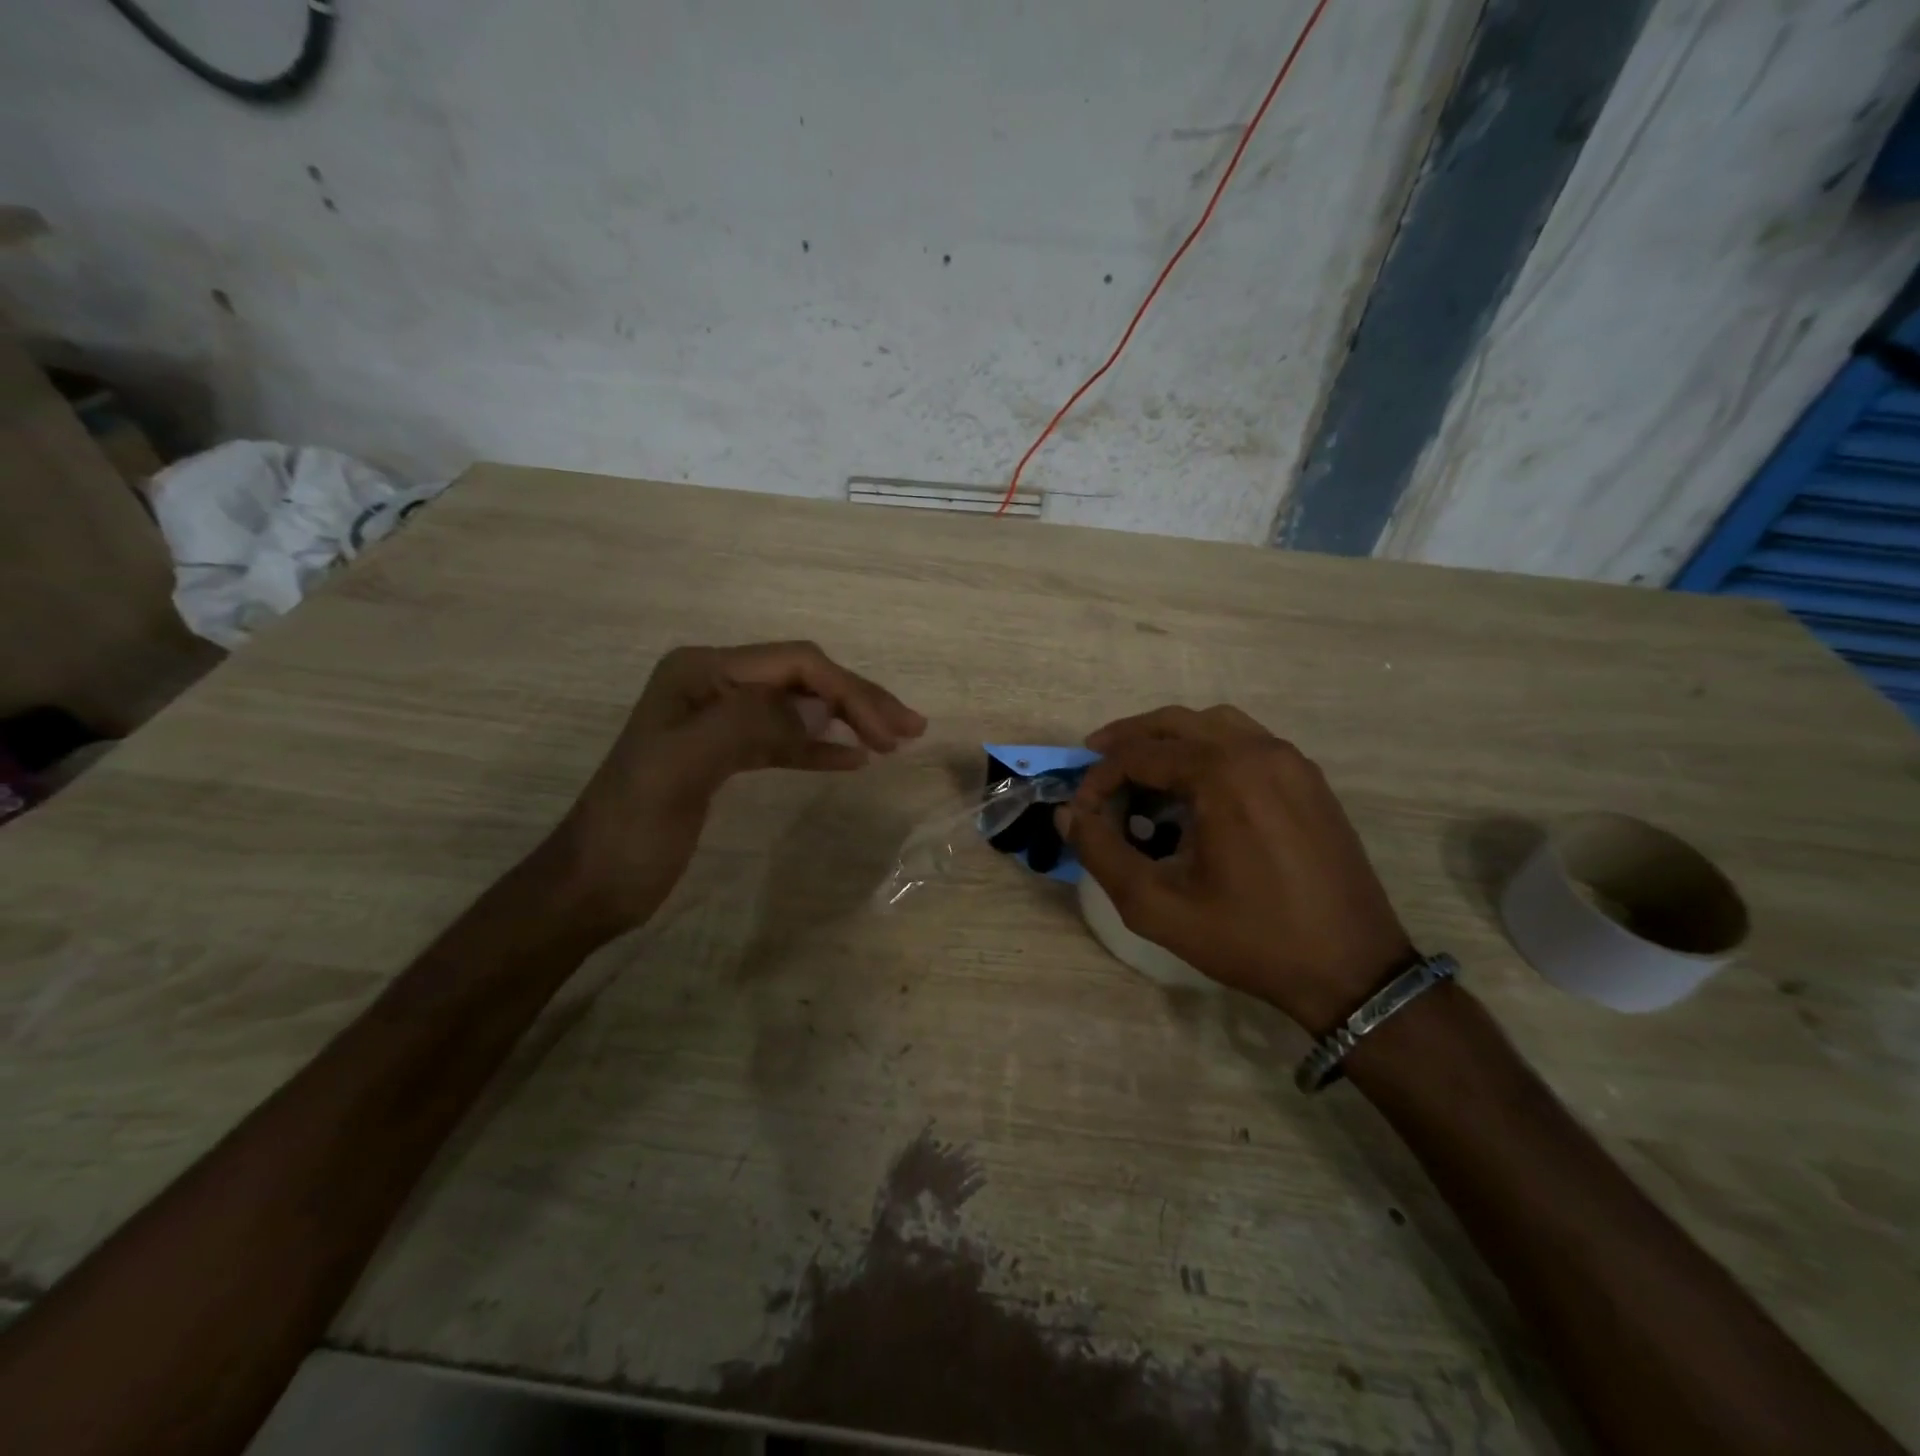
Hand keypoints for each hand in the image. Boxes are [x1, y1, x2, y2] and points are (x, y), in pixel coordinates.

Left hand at [544, 642, 925, 930]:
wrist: (593, 883)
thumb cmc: (633, 827)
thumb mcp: (681, 768)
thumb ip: (746, 725)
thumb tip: (816, 711)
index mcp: (702, 672)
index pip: (795, 663)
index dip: (848, 690)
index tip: (891, 732)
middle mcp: (713, 684)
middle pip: (802, 680)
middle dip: (857, 700)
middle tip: (910, 729)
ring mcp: (720, 719)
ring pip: (799, 707)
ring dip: (847, 719)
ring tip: (894, 739)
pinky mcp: (726, 754)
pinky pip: (785, 738)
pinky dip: (820, 744)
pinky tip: (852, 757)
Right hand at [1062, 705, 1411, 1031]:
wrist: (1351, 969)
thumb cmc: (1249, 938)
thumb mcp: (1156, 905)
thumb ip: (1101, 853)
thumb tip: (1068, 814)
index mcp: (1223, 773)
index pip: (1140, 754)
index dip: (1099, 778)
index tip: (1082, 811)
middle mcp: (1259, 751)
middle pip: (1176, 722)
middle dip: (1129, 740)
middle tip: (1095, 760)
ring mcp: (1291, 762)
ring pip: (1215, 724)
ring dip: (1170, 739)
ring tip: (1142, 769)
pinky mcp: (1309, 780)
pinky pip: (1248, 742)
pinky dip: (1208, 749)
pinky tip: (1195, 788)